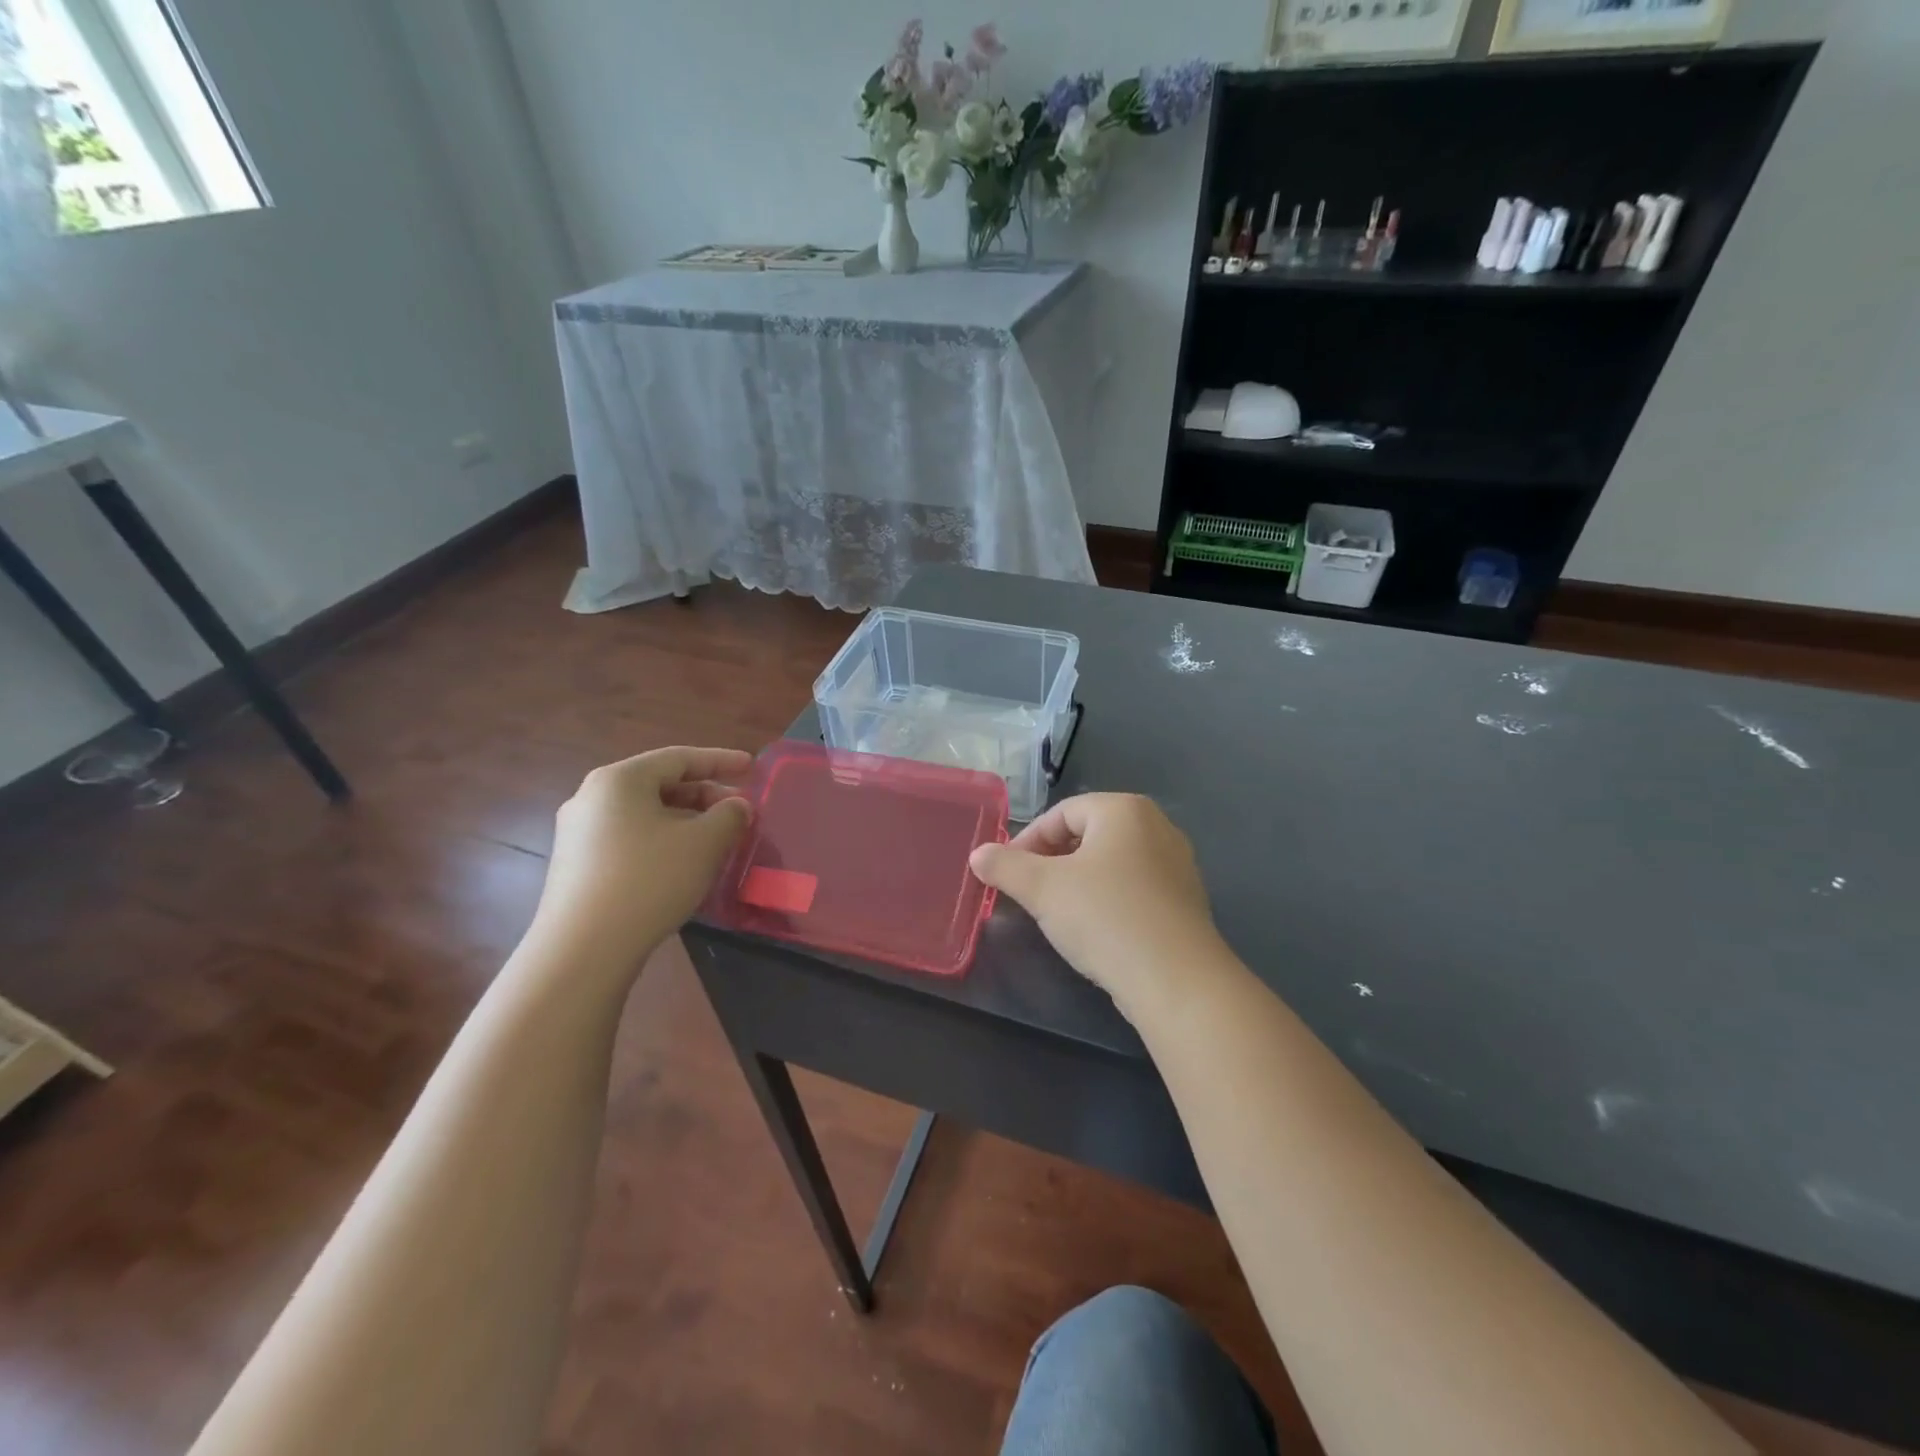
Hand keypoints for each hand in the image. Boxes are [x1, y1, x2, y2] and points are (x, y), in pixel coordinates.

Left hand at [532, 747, 753, 970]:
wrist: (583, 950)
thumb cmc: (650, 880)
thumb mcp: (704, 843)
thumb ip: (729, 815)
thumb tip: (737, 806)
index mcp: (619, 779)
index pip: (679, 758)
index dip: (721, 760)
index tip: (752, 767)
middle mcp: (591, 798)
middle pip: (660, 785)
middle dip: (705, 795)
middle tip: (739, 811)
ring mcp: (578, 834)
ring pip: (645, 814)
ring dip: (686, 821)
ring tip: (717, 840)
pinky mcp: (577, 867)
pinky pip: (629, 839)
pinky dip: (663, 841)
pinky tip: (683, 865)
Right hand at [968, 793, 1225, 1015]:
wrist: (1177, 981)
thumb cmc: (1105, 918)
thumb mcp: (1043, 889)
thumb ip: (1005, 867)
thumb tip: (978, 854)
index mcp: (1124, 810)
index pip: (1062, 813)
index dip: (1027, 841)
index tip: (1007, 874)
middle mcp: (1157, 826)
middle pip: (1088, 834)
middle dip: (1052, 861)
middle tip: (1029, 892)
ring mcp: (1177, 864)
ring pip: (1112, 862)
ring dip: (1078, 881)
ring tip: (1058, 912)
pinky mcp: (1186, 900)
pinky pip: (1135, 887)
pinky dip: (1108, 899)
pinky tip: (1096, 929)